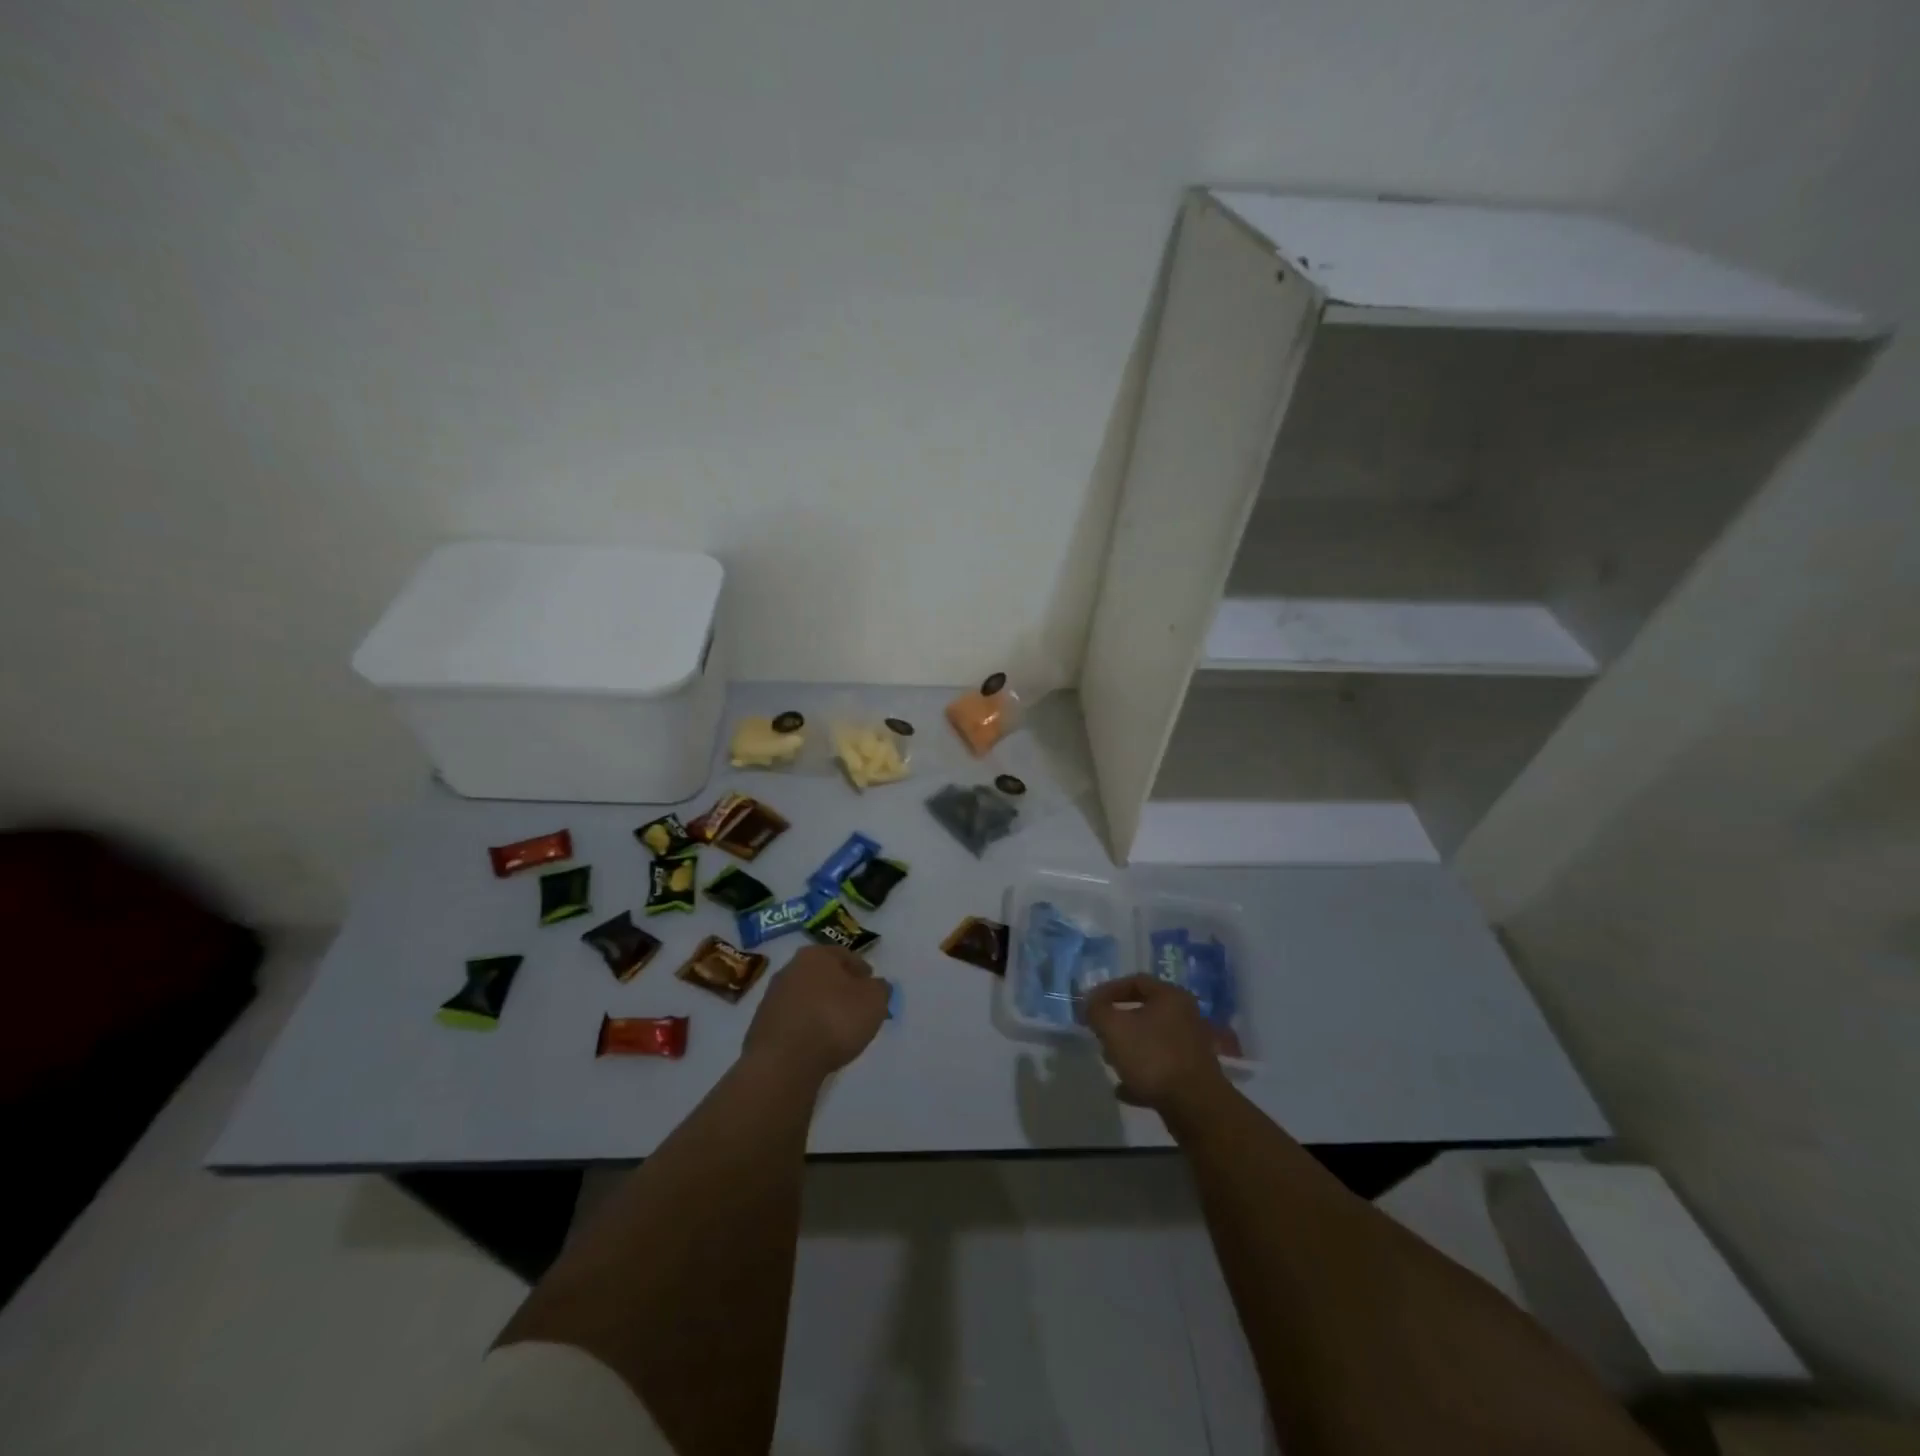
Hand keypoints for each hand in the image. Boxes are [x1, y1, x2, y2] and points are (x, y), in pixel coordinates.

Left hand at [744, 944, 889, 1085]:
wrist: (784, 1061)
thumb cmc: (835, 1019)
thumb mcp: (874, 1001)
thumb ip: (881, 989)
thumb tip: (876, 986)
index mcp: (816, 954)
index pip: (846, 955)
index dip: (862, 971)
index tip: (872, 986)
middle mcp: (790, 968)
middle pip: (823, 975)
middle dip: (839, 988)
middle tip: (856, 1007)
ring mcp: (772, 997)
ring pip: (806, 997)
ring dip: (821, 1008)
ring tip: (837, 1029)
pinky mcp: (762, 1026)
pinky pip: (793, 1021)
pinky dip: (806, 1027)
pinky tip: (816, 1043)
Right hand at [1084, 975, 1229, 1114]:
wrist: (1195, 1106)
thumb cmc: (1152, 1056)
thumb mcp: (1114, 1028)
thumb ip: (1097, 1011)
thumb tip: (1090, 1004)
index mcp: (1170, 996)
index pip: (1135, 981)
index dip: (1108, 990)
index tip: (1089, 1005)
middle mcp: (1185, 1016)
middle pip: (1144, 1011)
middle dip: (1118, 1022)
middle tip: (1099, 1032)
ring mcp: (1191, 1047)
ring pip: (1151, 1040)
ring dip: (1128, 1049)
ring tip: (1109, 1061)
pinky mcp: (1192, 1075)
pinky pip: (1160, 1067)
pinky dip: (1140, 1074)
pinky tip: (1123, 1090)